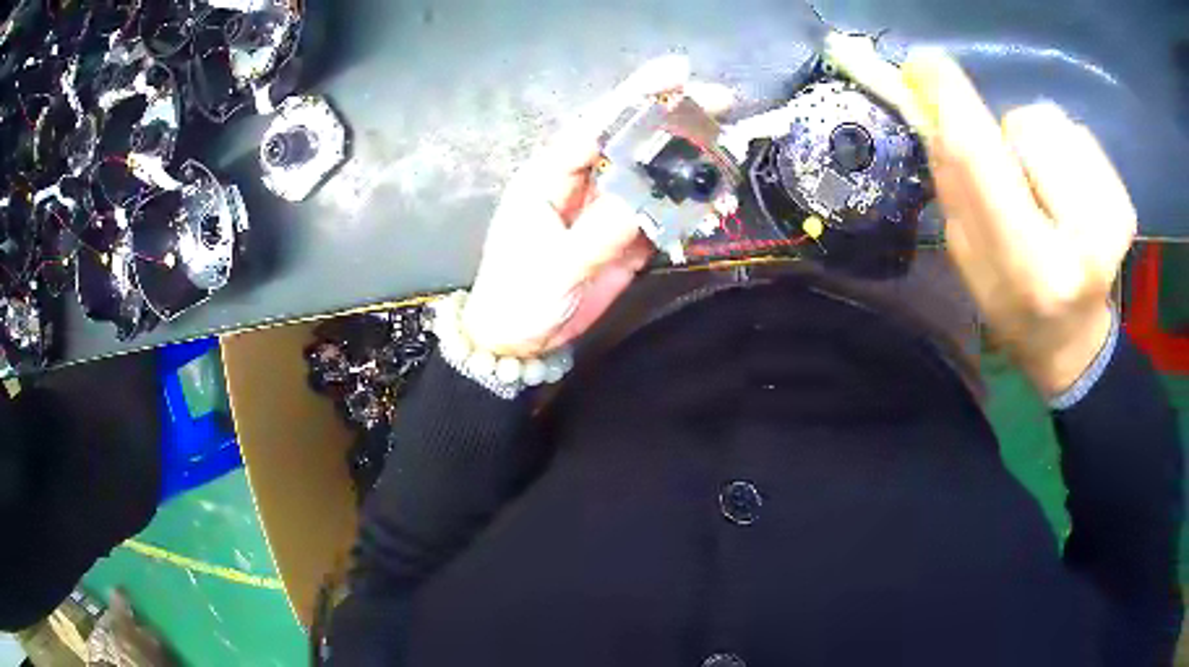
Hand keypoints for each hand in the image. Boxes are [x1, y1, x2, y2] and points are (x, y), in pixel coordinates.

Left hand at [461, 56, 733, 357]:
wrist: (519, 344)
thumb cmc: (518, 300)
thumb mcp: (555, 267)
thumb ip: (601, 233)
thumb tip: (648, 196)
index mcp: (550, 176)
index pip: (596, 126)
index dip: (636, 97)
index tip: (678, 72)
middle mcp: (581, 182)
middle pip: (630, 140)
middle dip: (673, 117)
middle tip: (722, 100)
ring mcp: (607, 209)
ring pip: (652, 173)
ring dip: (690, 162)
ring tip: (730, 149)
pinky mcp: (625, 237)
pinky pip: (662, 213)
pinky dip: (689, 207)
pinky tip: (716, 200)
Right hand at [902, 51, 1135, 396]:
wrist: (1073, 341)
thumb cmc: (1013, 306)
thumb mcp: (968, 259)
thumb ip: (955, 185)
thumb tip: (935, 107)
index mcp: (1032, 266)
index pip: (986, 163)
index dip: (953, 104)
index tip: (922, 63)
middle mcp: (1082, 241)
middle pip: (1028, 127)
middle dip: (1006, 139)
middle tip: (1014, 183)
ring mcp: (1113, 220)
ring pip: (1053, 122)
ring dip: (1036, 144)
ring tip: (1043, 190)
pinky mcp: (1125, 204)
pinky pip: (1077, 132)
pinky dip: (1063, 151)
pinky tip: (1068, 192)